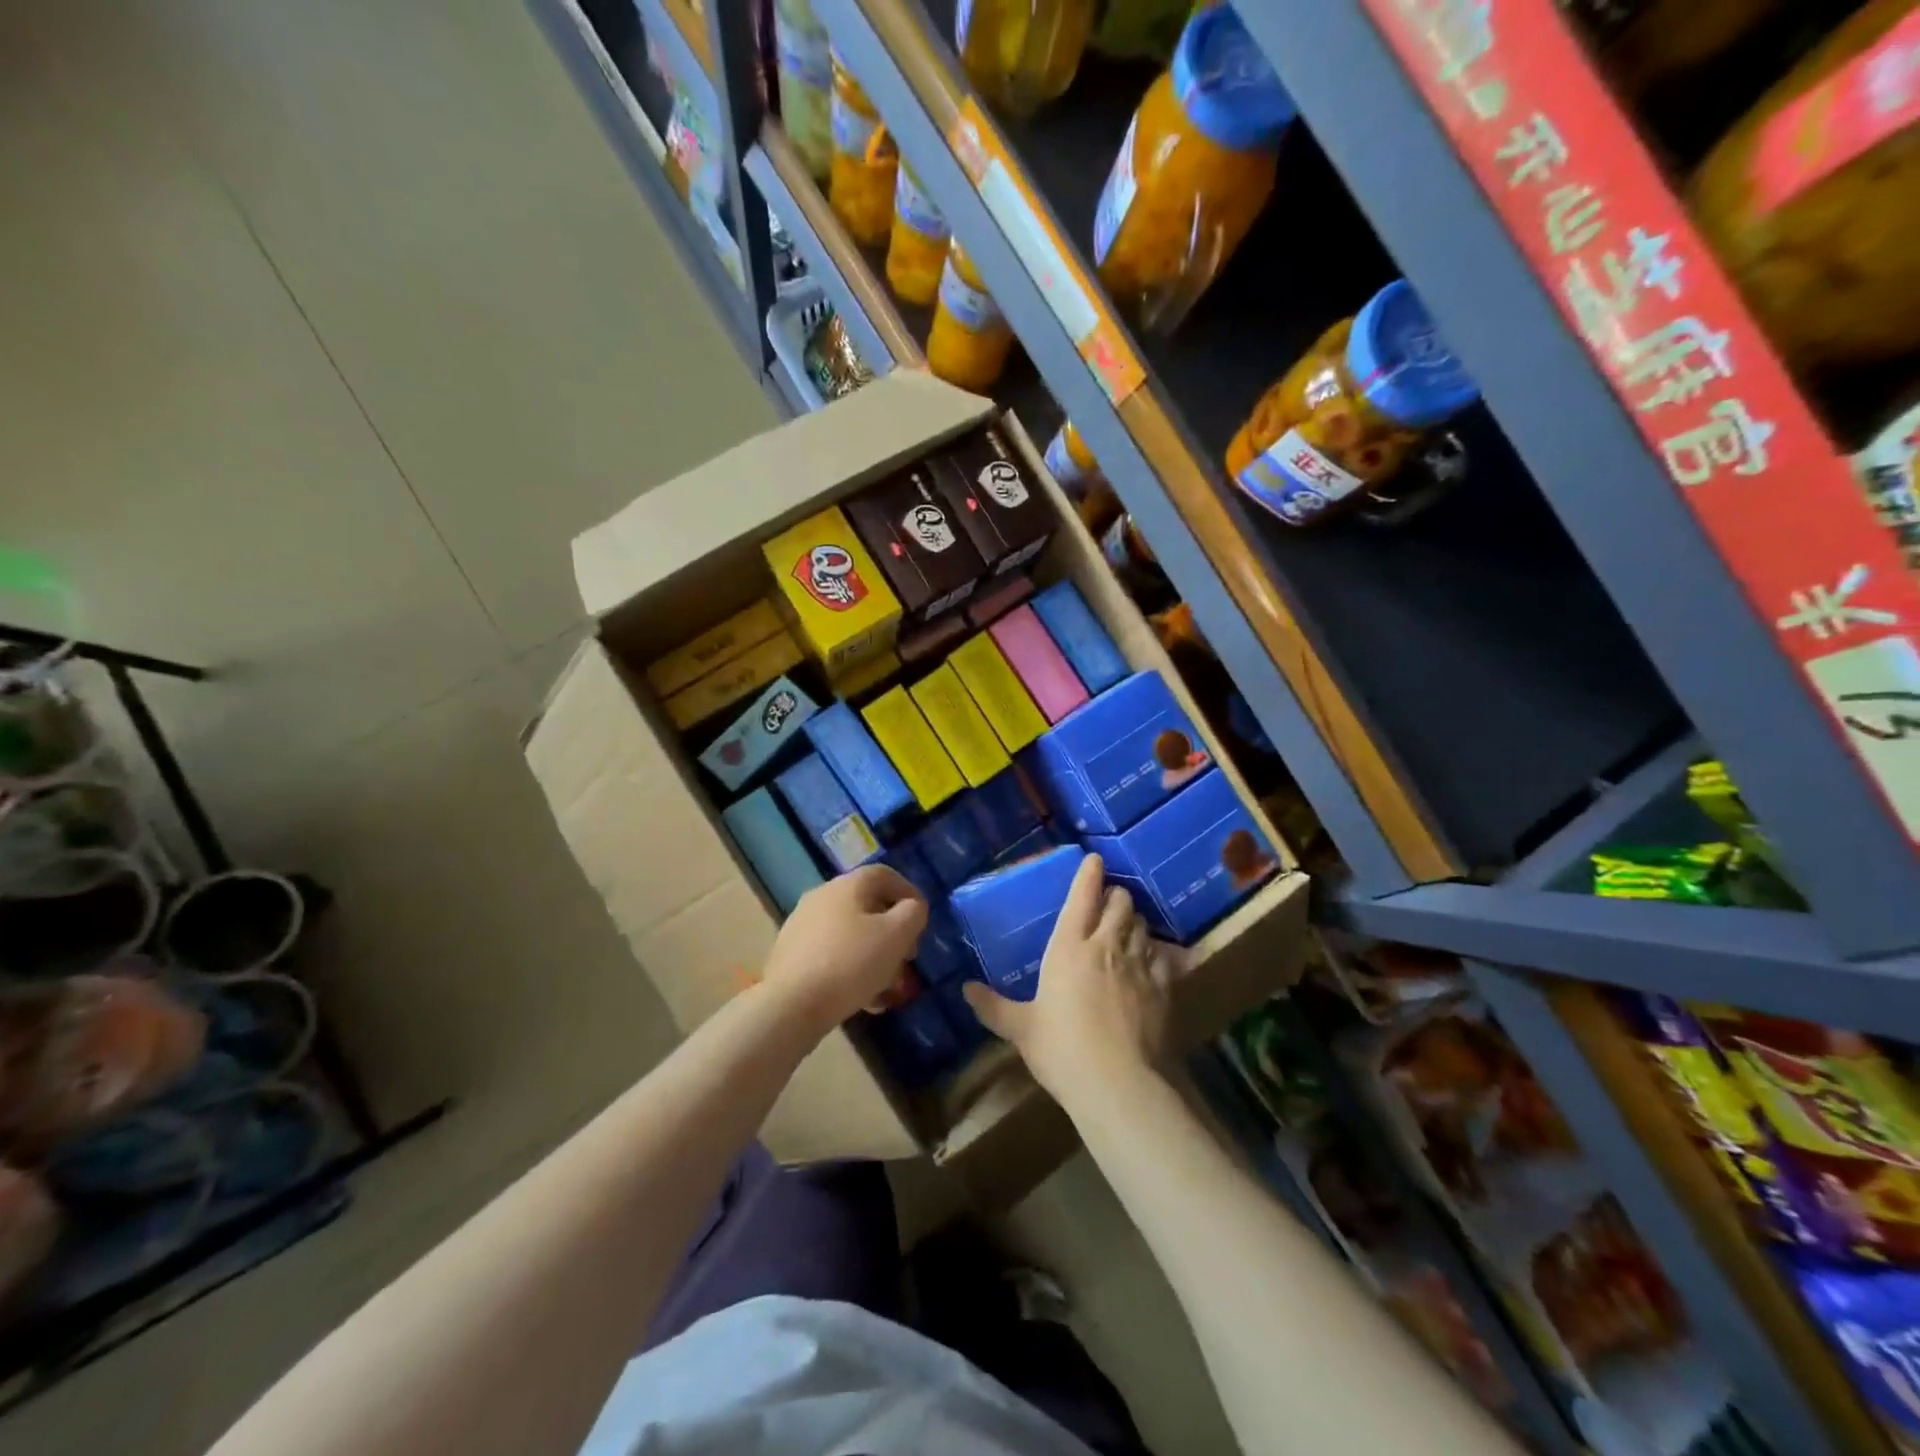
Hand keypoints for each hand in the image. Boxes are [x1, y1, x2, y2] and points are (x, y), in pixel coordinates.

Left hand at [763, 865, 927, 1035]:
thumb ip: (912, 914)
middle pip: (867, 906)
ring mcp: (802, 926)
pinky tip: (863, 999)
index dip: (908, 892)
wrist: (790, 1005)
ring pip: (850, 934)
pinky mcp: (791, 954)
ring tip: (888, 987)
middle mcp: (821, 897)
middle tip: (908, 957)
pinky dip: (852, 969)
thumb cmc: (851, 963)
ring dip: (874, 954)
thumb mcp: (896, 936)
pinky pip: (832, 954)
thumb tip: (911, 907)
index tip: (922, 919)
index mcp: (847, 885)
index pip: (884, 875)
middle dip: (893, 931)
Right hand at [964, 854, 1172, 1103]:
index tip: (1094, 860)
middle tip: (1108, 902)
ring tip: (1127, 928)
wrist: (1118, 1084)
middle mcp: (1106, 945)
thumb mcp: (1020, 1028)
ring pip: (1143, 924)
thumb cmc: (1061, 1049)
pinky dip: (1159, 951)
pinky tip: (1156, 959)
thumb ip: (993, 1006)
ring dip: (1134, 921)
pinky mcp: (1165, 986)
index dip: (1089, 873)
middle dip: (1115, 896)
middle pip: (1120, 902)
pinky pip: (1165, 955)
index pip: (1082, 895)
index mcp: (1069, 946)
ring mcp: (1139, 964)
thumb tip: (965, 989)